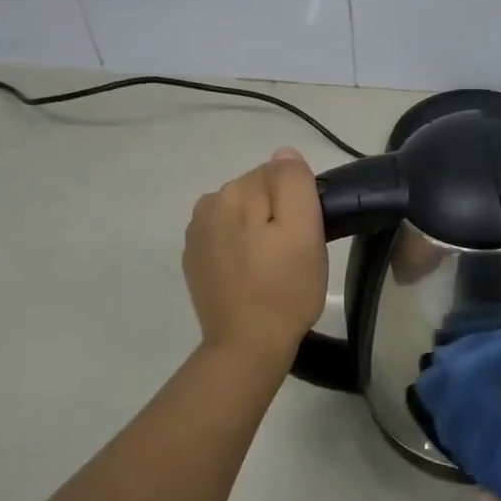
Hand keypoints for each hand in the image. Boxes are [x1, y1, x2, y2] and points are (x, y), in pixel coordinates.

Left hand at [183, 148, 326, 369]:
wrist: (246, 347)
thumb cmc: (284, 289)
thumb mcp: (304, 231)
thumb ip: (294, 183)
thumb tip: (284, 154)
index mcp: (233, 193)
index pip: (278, 174)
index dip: (299, 202)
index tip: (306, 235)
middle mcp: (207, 205)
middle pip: (258, 192)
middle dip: (278, 214)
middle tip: (295, 253)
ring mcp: (196, 235)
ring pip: (243, 214)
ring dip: (260, 230)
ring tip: (275, 267)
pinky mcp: (194, 260)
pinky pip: (228, 237)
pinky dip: (243, 248)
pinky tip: (252, 275)